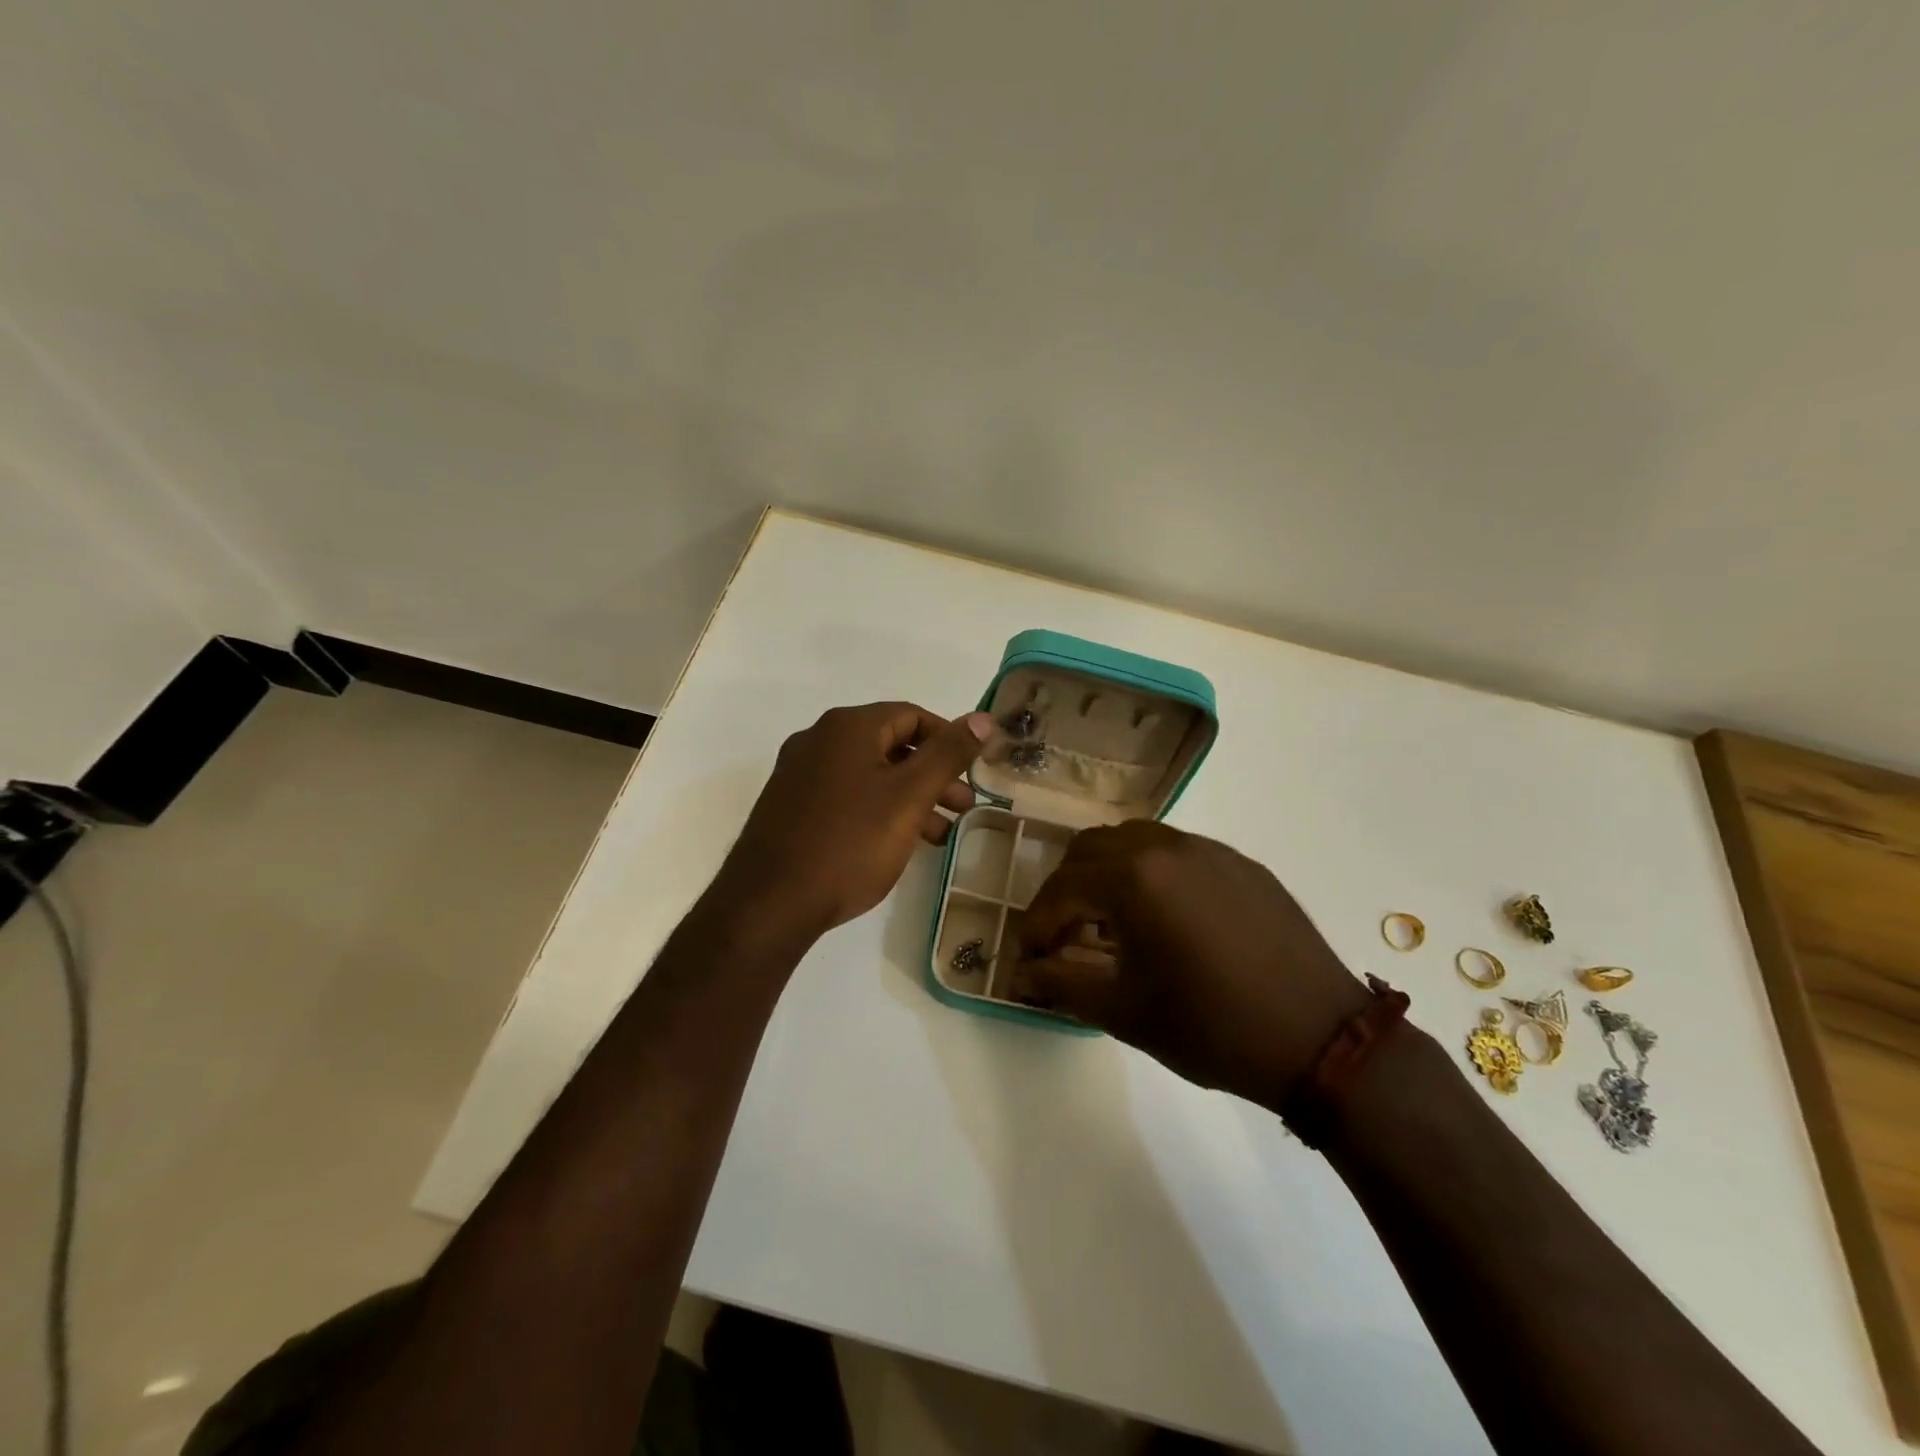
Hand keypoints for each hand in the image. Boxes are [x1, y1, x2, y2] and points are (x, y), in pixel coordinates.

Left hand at [719, 701, 995, 940]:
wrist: (769, 903)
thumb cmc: (849, 843)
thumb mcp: (909, 797)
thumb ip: (948, 754)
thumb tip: (984, 718)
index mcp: (847, 727)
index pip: (912, 715)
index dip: (949, 740)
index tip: (973, 772)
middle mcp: (818, 740)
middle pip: (891, 745)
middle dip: (933, 775)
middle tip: (964, 807)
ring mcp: (799, 774)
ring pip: (870, 774)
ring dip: (910, 797)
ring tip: (940, 834)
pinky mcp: (790, 807)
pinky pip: (846, 796)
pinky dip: (879, 810)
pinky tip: (897, 843)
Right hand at [1008, 821, 1370, 1108]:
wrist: (1322, 1041)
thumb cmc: (1213, 1028)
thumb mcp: (1126, 1012)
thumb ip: (1063, 984)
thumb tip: (1023, 973)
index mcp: (1135, 878)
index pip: (1062, 888)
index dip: (1037, 924)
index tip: (1030, 957)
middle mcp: (1168, 846)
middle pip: (1091, 849)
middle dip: (1066, 890)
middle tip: (1062, 934)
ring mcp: (1209, 849)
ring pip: (1134, 841)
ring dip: (1106, 873)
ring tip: (1108, 922)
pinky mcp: (1241, 863)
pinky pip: (1176, 852)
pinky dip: (1149, 873)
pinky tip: (1162, 918)